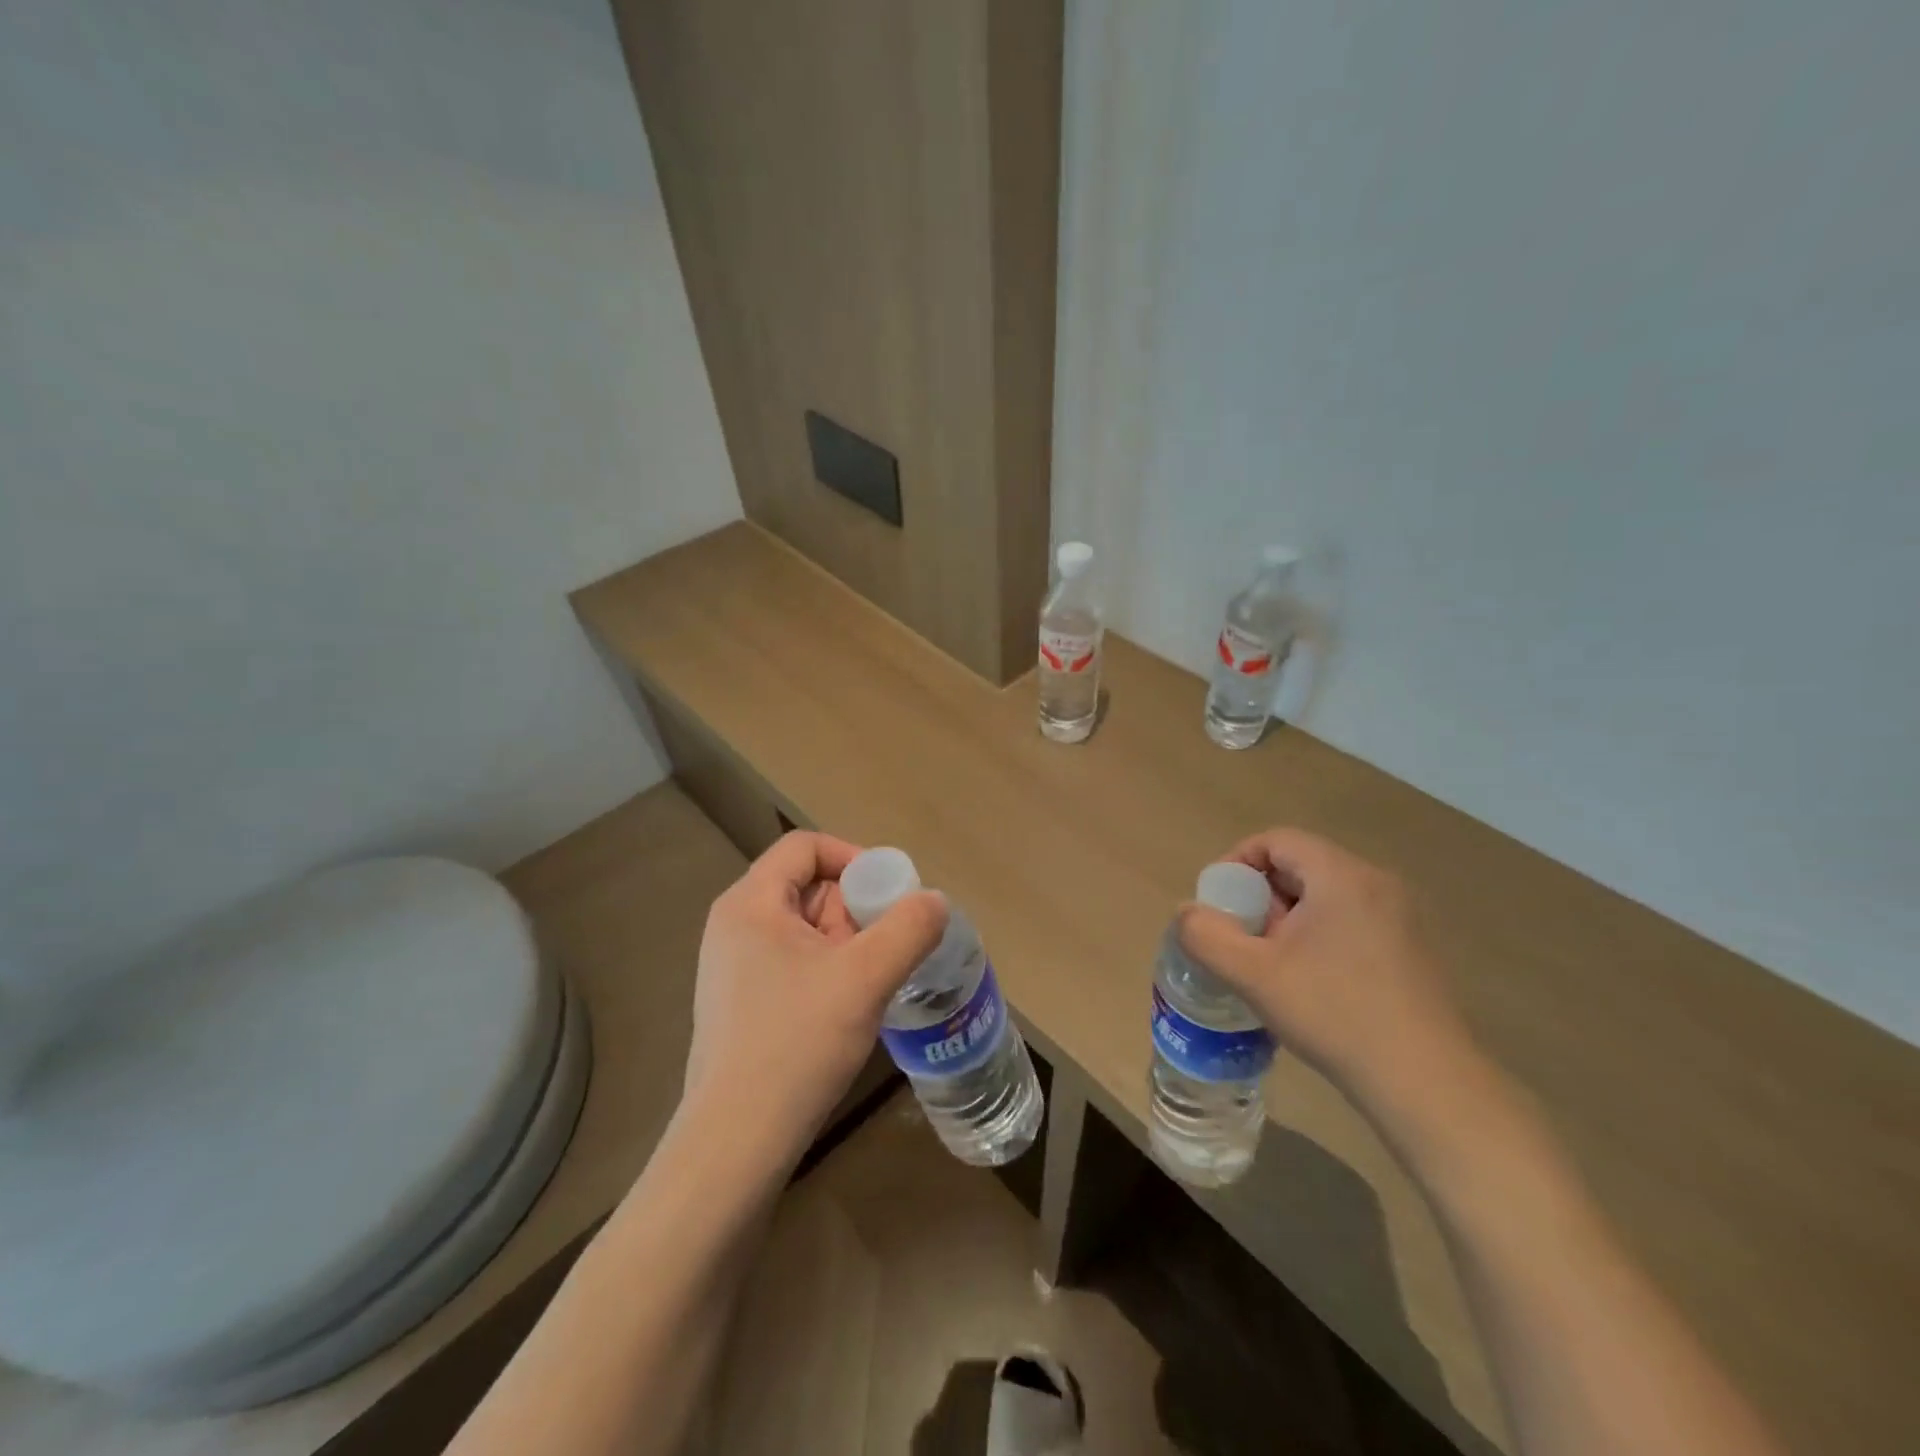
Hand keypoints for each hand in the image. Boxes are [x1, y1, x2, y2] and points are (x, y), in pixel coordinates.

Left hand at [680, 831, 946, 1170]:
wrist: (735, 1143)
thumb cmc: (796, 1044)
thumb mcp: (865, 978)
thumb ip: (909, 928)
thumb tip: (934, 901)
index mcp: (750, 903)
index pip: (806, 847)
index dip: (855, 857)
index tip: (892, 894)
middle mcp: (734, 925)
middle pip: (808, 886)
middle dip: (856, 908)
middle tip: (890, 945)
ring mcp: (733, 967)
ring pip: (805, 928)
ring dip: (848, 943)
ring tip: (876, 980)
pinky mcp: (741, 1004)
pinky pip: (795, 963)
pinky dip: (830, 970)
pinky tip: (851, 1006)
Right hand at [1176, 828, 1483, 1125]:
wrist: (1427, 1084)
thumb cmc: (1334, 1015)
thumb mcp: (1254, 975)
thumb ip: (1206, 935)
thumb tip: (1187, 913)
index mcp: (1342, 875)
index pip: (1276, 840)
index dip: (1236, 862)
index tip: (1218, 905)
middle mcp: (1377, 883)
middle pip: (1300, 865)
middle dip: (1261, 896)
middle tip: (1242, 939)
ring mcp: (1402, 917)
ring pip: (1325, 895)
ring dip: (1288, 919)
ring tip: (1271, 964)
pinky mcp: (1413, 949)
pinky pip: (1351, 920)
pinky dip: (1319, 935)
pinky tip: (1312, 983)